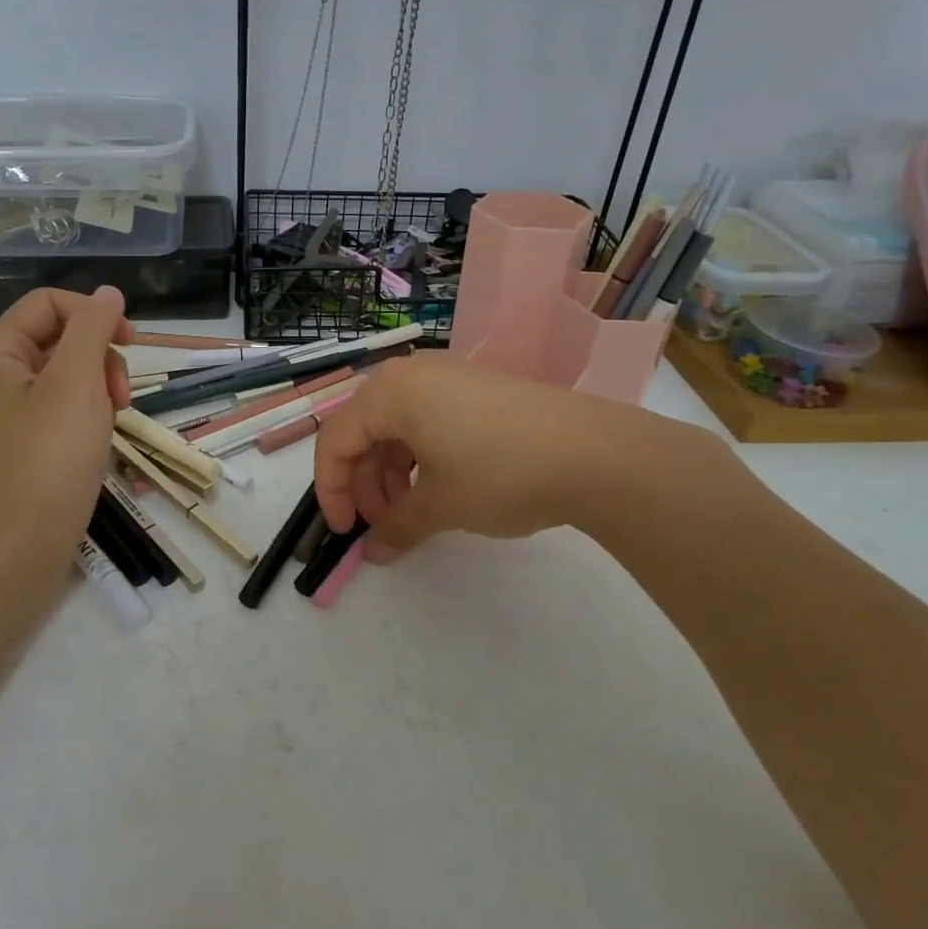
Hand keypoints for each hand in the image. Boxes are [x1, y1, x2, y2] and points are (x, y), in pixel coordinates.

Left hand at [0, 287, 131, 575]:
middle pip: (59, 336)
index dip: (94, 313)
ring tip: (113, 420)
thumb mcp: (76, 383)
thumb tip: (107, 292)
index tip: (132, 342)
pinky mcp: (23, 438)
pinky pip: (62, 404)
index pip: (50, 303)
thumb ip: (93, 328)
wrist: (20, 544)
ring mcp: (7, 408)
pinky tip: (100, 436)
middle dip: (99, 356)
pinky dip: (88, 411)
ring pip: (67, 372)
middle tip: (120, 397)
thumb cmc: (48, 457)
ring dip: (99, 385)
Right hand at [312, 354, 732, 562]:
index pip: (335, 441)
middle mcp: (413, 375)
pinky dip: (421, 459)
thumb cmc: (500, 472)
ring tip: (413, 514)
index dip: (332, 491)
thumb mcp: (441, 505)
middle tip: (383, 526)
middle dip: (364, 484)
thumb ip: (396, 528)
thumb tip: (375, 553)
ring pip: (397, 429)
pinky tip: (440, 489)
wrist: (595, 453)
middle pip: (364, 432)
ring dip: (392, 475)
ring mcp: (449, 378)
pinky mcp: (478, 390)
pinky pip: (429, 422)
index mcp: (390, 392)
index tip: (345, 534)